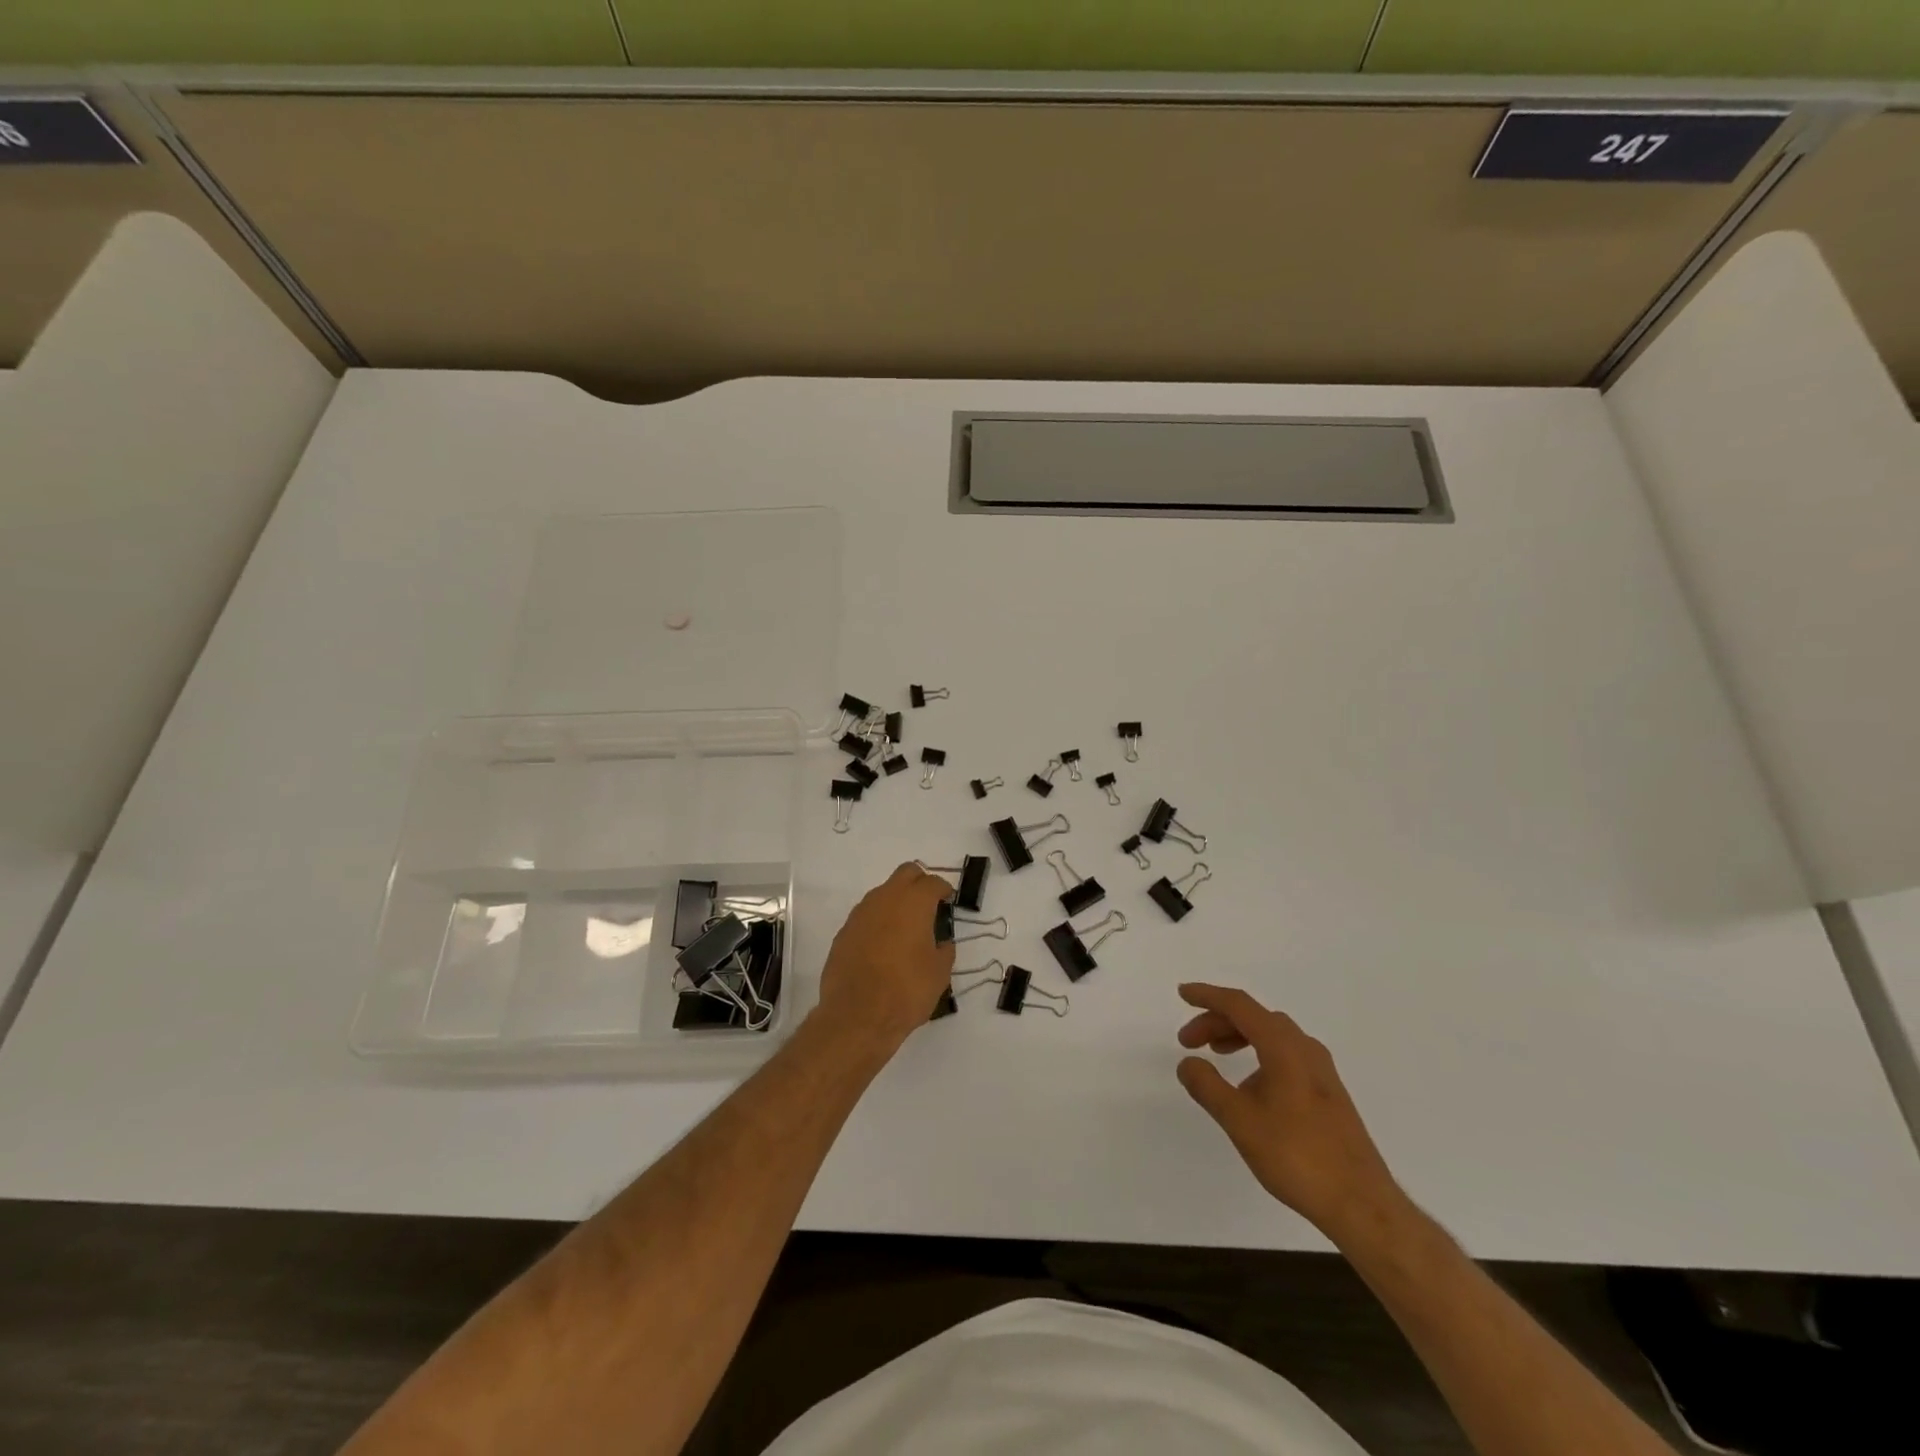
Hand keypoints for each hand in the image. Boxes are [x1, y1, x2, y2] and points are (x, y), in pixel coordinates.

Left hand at [815, 863, 955, 1053]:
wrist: (857, 1016)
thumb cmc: (907, 991)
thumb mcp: (939, 973)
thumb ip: (944, 949)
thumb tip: (941, 943)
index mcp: (913, 902)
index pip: (932, 882)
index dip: (943, 890)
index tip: (948, 902)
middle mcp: (884, 899)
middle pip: (905, 874)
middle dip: (919, 883)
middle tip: (929, 906)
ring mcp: (860, 914)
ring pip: (882, 893)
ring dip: (896, 902)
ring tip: (906, 929)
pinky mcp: (844, 932)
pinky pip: (866, 916)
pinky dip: (878, 922)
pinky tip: (883, 947)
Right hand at [1176, 983, 1404, 1243]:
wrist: (1362, 1204)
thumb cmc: (1297, 1156)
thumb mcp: (1240, 1121)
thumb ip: (1207, 1086)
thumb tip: (1187, 1063)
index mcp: (1284, 1047)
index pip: (1239, 1005)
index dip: (1208, 996)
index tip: (1183, 993)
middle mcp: (1305, 1049)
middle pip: (1254, 1017)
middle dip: (1217, 1021)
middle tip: (1188, 1042)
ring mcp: (1321, 1070)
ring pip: (1271, 1036)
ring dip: (1238, 1036)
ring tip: (1215, 1056)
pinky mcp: (1328, 1092)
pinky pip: (1285, 1054)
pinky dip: (1259, 1054)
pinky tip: (1249, 1085)